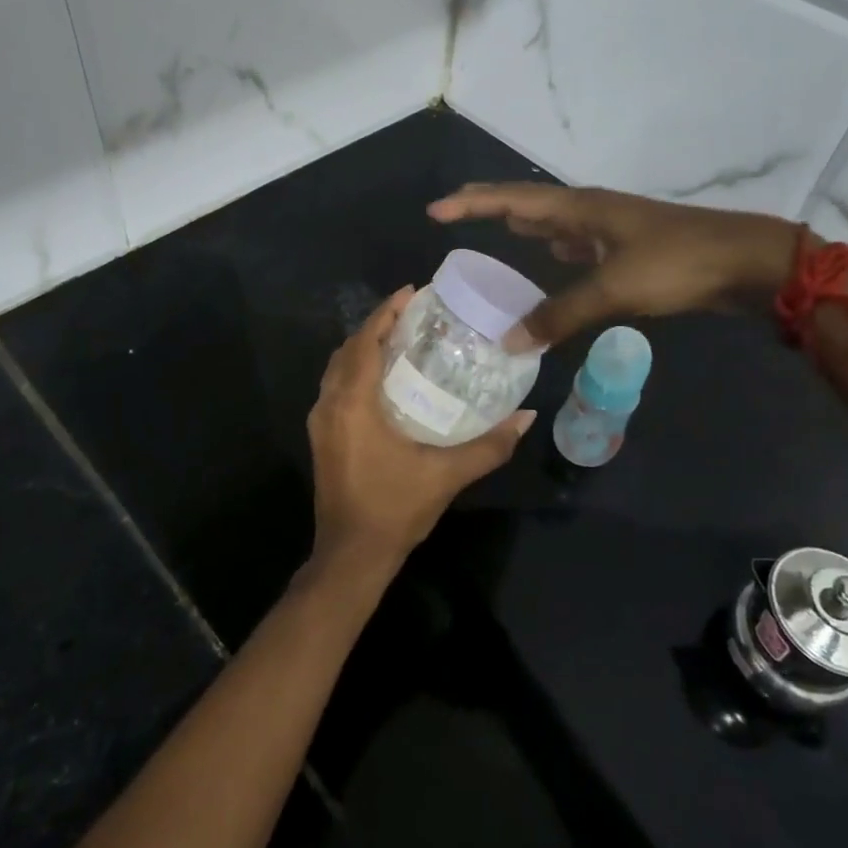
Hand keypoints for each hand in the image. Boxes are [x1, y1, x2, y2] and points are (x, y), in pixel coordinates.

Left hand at [307, 287, 533, 577]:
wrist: (351, 555)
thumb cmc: (395, 509)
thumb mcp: (447, 475)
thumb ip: (490, 445)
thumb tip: (527, 417)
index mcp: (353, 403)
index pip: (365, 341)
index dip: (386, 313)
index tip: (411, 292)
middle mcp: (330, 405)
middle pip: (348, 349)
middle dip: (377, 326)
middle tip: (412, 314)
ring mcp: (321, 422)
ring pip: (338, 368)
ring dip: (364, 347)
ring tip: (400, 339)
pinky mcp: (322, 437)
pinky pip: (336, 387)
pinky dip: (356, 370)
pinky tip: (383, 379)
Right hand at [428, 183, 803, 348]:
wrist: (746, 263)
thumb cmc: (676, 264)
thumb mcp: (613, 289)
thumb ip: (559, 314)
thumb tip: (510, 341)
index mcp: (581, 208)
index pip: (512, 199)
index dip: (471, 203)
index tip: (434, 210)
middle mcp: (590, 210)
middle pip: (529, 202)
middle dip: (490, 207)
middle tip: (454, 215)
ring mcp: (610, 226)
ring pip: (554, 221)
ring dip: (523, 224)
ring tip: (496, 232)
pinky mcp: (627, 246)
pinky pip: (576, 241)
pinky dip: (554, 247)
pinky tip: (552, 256)